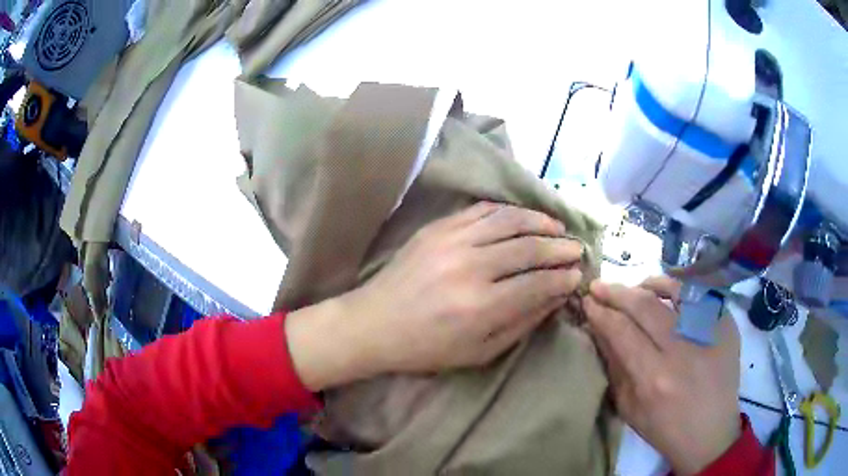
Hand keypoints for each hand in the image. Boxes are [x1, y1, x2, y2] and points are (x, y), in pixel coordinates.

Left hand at [287, 202, 584, 389]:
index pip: (538, 283)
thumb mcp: (479, 351)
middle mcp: (470, 268)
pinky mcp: (437, 227)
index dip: (563, 278)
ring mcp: (451, 241)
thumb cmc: (427, 347)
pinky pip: (481, 210)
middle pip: (529, 247)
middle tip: (577, 249)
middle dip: (560, 247)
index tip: (577, 274)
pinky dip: (508, 211)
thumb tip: (556, 296)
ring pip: (509, 220)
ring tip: (557, 228)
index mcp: (480, 307)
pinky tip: (523, 217)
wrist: (374, 323)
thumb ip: (522, 323)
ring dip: (539, 221)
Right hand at [583, 277, 740, 474]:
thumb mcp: (629, 408)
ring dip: (647, 284)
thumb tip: (600, 330)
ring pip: (674, 290)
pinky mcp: (726, 324)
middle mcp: (682, 350)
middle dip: (616, 292)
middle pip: (644, 306)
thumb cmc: (665, 428)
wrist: (711, 432)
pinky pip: (699, 294)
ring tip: (633, 287)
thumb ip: (615, 367)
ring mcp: (709, 333)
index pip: (621, 331)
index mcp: (654, 378)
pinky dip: (678, 289)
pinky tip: (666, 293)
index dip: (601, 313)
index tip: (588, 302)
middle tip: (599, 286)